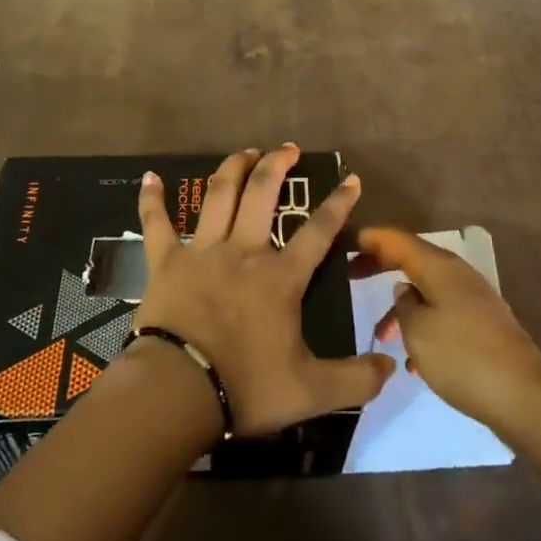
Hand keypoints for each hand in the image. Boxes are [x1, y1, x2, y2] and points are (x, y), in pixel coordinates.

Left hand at [135, 146, 392, 436]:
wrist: (177, 391)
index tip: (350, 178)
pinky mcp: (165, 261)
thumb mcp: (311, 392)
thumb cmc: (245, 386)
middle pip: (262, 193)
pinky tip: (149, 178)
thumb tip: (391, 369)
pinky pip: (156, 223)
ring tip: (245, 151)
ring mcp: (202, 251)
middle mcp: (243, 251)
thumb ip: (356, 379)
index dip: (338, 203)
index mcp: (280, 276)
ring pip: (219, 195)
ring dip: (232, 168)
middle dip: (277, 165)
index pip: (318, 231)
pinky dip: (152, 200)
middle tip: (287, 148)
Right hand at [354, 227, 540, 438]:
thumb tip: (405, 290)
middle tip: (350, 275)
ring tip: (381, 337)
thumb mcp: (417, 331)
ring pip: (427, 290)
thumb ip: (403, 304)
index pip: (398, 239)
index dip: (371, 238)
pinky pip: (443, 313)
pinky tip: (414, 361)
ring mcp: (474, 299)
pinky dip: (423, 326)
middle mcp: (458, 274)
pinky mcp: (483, 325)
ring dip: (402, 306)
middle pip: (413, 260)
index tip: (345, 242)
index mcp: (440, 267)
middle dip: (382, 266)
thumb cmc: (463, 358)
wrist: (524, 397)